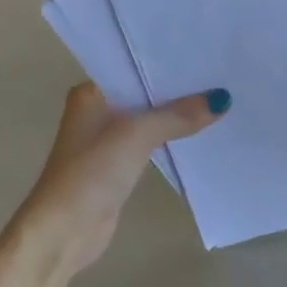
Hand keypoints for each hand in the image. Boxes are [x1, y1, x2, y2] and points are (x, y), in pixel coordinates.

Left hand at [10, 82, 229, 277]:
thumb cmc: (92, 173)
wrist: (64, 231)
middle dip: (179, 89)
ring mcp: (107, 141)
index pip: (135, 67)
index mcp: (91, 93)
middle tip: (222, 76)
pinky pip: (152, 144)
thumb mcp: (137, 135)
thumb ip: (178, 116)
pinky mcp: (119, 166)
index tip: (206, 55)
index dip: (169, 63)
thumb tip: (222, 99)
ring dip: (178, 116)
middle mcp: (98, 111)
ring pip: (151, 120)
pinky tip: (202, 133)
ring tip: (220, 101)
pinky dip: (172, 139)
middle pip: (146, 94)